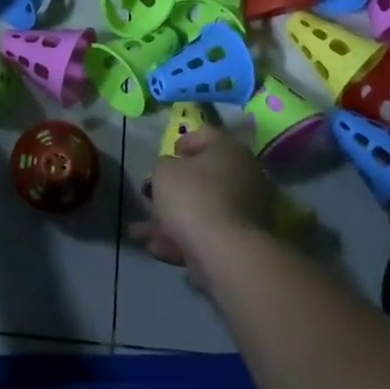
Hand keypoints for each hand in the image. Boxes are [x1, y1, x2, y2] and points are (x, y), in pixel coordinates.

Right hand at [130, 124, 275, 283]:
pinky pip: (209, 232)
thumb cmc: (193, 198)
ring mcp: (247, 209)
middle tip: (151, 200)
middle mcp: (244, 174)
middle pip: (203, 176)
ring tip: (142, 234)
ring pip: (202, 208)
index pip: (203, 134)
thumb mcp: (163, 172)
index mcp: (229, 148)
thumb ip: (163, 165)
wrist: (226, 253)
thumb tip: (172, 172)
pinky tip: (158, 250)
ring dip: (171, 220)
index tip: (163, 162)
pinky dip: (185, 239)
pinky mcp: (244, 240)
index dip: (180, 144)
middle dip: (173, 190)